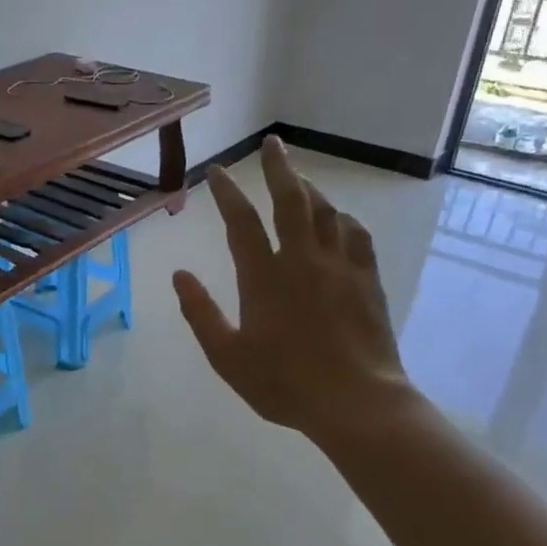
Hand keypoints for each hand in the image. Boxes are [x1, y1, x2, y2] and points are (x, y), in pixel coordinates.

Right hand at [172, 137, 417, 449]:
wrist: (356, 402)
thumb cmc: (283, 383)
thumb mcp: (227, 355)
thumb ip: (200, 312)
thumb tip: (179, 274)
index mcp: (264, 277)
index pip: (241, 221)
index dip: (227, 193)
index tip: (217, 172)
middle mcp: (302, 260)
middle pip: (291, 200)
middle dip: (278, 168)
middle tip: (272, 143)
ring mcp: (340, 267)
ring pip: (326, 212)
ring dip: (309, 189)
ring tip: (298, 179)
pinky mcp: (367, 281)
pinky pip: (356, 235)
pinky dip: (343, 219)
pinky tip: (339, 219)